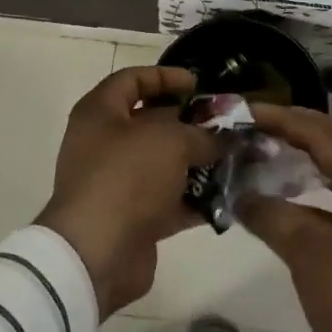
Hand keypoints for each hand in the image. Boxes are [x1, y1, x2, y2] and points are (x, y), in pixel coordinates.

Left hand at [36, 67, 221, 316]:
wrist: (96, 254)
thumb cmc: (127, 178)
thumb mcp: (171, 142)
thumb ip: (201, 134)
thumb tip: (222, 138)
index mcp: (100, 113)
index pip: (132, 80)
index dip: (165, 77)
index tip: (199, 85)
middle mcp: (104, 144)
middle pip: (151, 123)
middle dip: (191, 123)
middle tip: (227, 125)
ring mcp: (117, 183)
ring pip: (164, 164)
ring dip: (198, 162)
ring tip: (235, 158)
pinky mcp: (132, 218)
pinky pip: (168, 200)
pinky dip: (195, 198)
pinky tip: (228, 195)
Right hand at [240, 104, 331, 331]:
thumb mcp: (311, 258)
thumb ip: (274, 218)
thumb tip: (241, 194)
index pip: (327, 137)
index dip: (288, 120)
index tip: (250, 111)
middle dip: (304, 125)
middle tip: (263, 121)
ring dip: (313, 150)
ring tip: (274, 145)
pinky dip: (316, 182)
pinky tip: (290, 193)